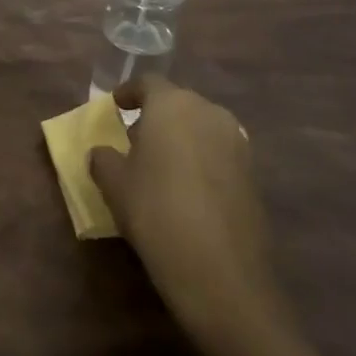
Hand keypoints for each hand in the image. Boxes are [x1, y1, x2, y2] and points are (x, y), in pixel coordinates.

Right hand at [88, 76, 283, 340]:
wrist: (222, 272)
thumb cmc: (156, 212)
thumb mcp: (114, 185)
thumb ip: (103, 159)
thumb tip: (101, 152)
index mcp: (172, 104)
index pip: (148, 83)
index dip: (129, 92)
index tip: (115, 107)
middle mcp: (208, 112)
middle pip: (177, 103)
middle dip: (156, 117)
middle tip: (135, 141)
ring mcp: (237, 142)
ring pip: (201, 127)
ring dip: (181, 138)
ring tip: (162, 167)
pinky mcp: (253, 173)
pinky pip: (219, 153)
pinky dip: (201, 161)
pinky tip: (188, 190)